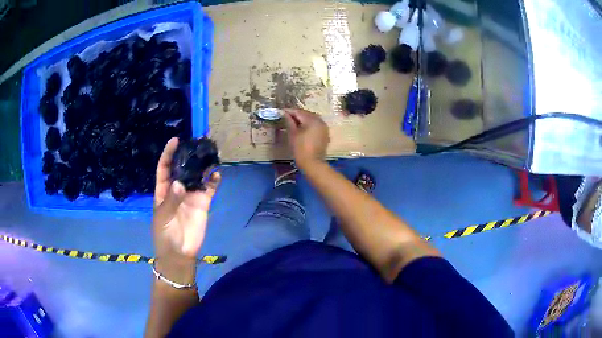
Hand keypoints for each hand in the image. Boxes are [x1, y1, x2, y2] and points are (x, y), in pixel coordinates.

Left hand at [153, 138, 220, 262]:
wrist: (179, 253)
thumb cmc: (164, 235)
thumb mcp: (163, 217)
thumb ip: (171, 201)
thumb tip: (180, 184)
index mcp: (163, 190)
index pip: (164, 168)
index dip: (168, 154)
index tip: (175, 140)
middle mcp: (177, 189)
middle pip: (182, 168)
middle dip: (188, 156)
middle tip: (198, 143)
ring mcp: (191, 195)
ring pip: (197, 176)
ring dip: (203, 165)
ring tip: (210, 153)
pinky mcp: (203, 203)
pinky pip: (209, 189)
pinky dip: (213, 181)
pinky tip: (216, 174)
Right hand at [284, 108, 329, 169]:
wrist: (312, 163)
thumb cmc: (300, 148)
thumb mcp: (293, 134)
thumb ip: (289, 121)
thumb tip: (285, 113)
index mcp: (312, 120)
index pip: (299, 112)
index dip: (290, 111)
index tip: (282, 111)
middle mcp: (320, 121)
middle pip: (307, 114)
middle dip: (297, 114)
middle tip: (287, 117)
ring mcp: (324, 127)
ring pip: (312, 118)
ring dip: (303, 119)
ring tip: (294, 122)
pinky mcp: (325, 133)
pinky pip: (316, 125)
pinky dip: (309, 124)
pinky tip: (303, 128)